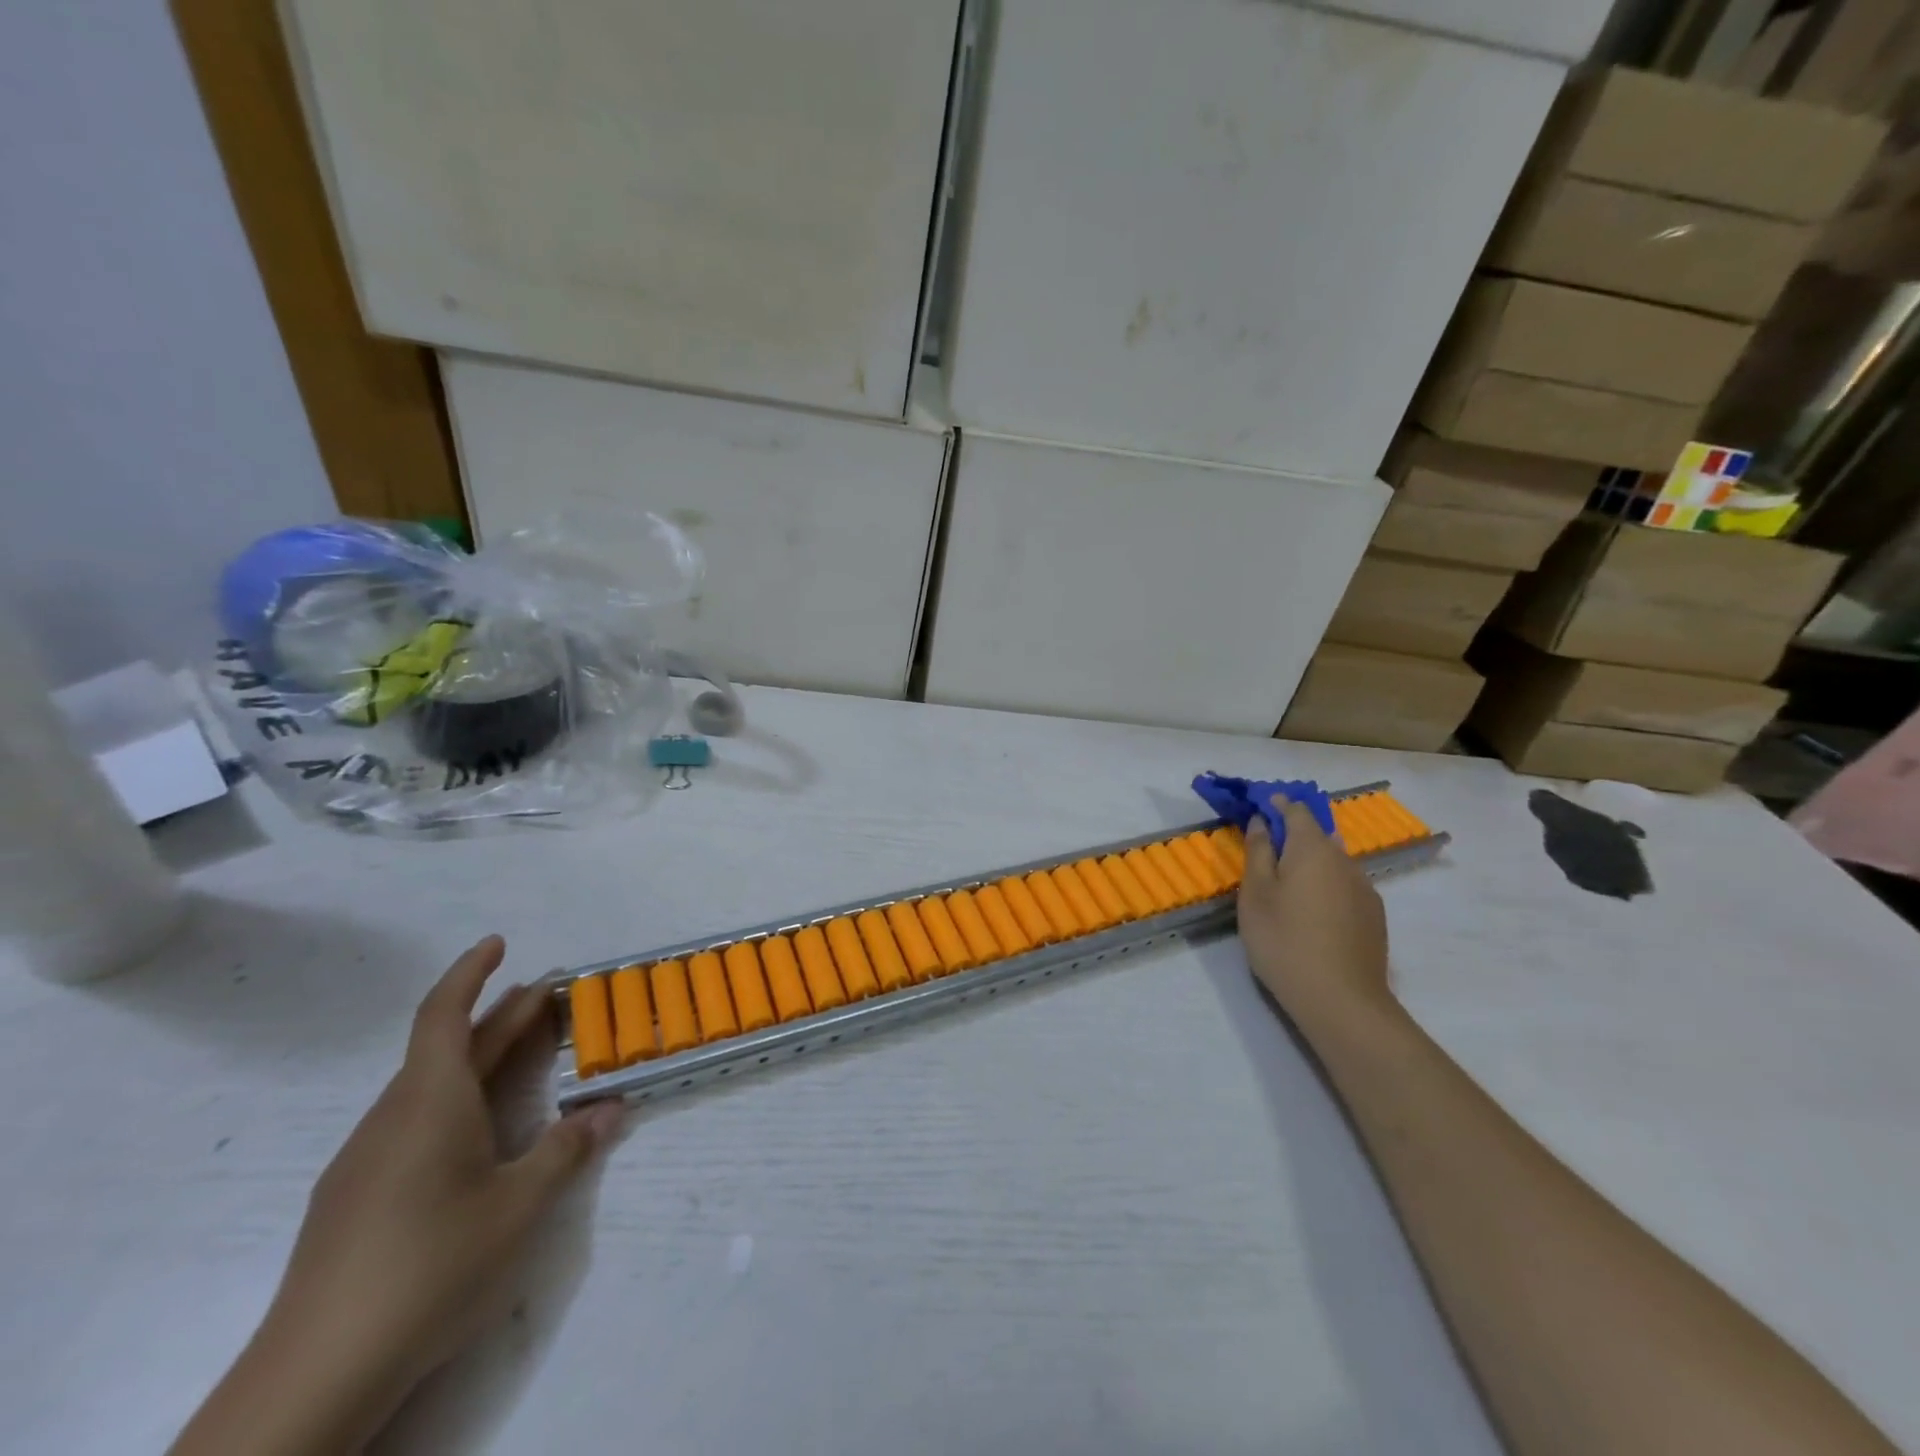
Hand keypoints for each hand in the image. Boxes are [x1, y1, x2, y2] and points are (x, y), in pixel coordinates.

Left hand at [171, 937, 621, 1455]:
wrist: (314, 1376)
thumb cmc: (430, 1265)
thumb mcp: (519, 1205)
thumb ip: (568, 1148)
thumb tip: (612, 1108)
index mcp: (430, 1101)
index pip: (444, 1014)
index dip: (471, 972)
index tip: (499, 943)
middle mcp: (393, 1116)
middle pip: (448, 1047)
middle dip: (500, 1017)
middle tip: (550, 999)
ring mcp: (366, 1159)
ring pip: (429, 1086)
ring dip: (477, 1059)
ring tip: (522, 1057)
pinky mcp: (354, 1197)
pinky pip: (412, 1121)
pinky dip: (454, 1099)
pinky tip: (475, 1134)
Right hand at [1239, 799, 1392, 1038]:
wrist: (1341, 1001)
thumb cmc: (1284, 940)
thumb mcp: (1256, 894)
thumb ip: (1259, 852)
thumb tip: (1263, 822)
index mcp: (1313, 849)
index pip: (1297, 811)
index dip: (1278, 804)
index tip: (1259, 806)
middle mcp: (1345, 861)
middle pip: (1318, 836)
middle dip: (1293, 835)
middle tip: (1266, 849)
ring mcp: (1365, 890)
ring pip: (1333, 863)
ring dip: (1310, 863)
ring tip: (1286, 884)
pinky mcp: (1374, 917)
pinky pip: (1345, 886)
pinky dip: (1325, 886)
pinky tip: (1311, 911)